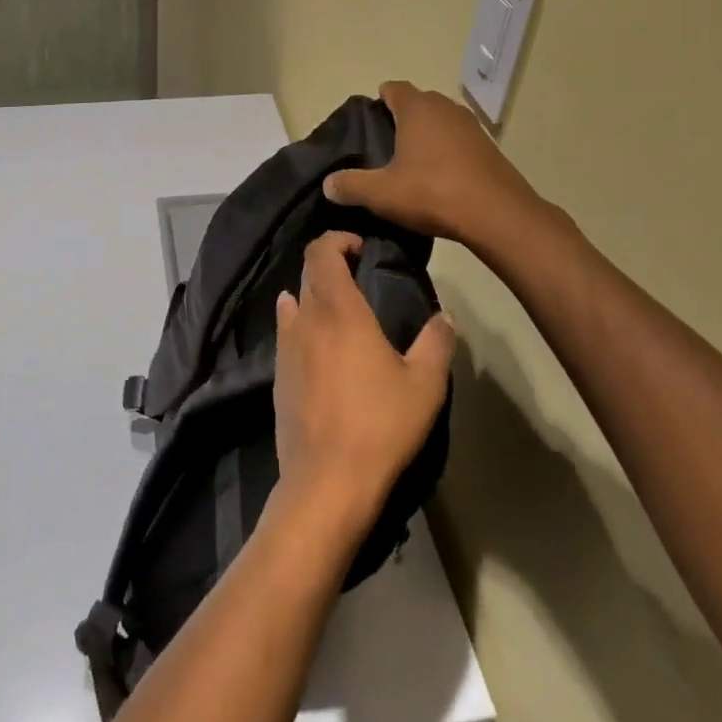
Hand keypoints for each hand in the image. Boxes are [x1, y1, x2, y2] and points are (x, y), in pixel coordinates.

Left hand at [272, 233, 455, 534]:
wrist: (327, 481)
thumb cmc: (381, 425)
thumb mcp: (425, 384)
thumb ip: (437, 342)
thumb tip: (445, 316)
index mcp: (339, 310)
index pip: (322, 252)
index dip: (338, 240)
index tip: (361, 249)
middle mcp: (305, 319)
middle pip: (308, 272)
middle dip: (330, 264)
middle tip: (359, 276)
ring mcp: (285, 347)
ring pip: (293, 301)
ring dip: (314, 295)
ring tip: (341, 311)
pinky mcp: (276, 375)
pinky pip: (286, 333)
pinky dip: (301, 323)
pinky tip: (318, 344)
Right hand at [323, 81, 544, 246]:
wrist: (497, 215)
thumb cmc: (433, 193)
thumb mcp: (382, 193)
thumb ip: (351, 185)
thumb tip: (327, 184)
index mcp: (417, 108)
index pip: (393, 88)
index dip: (379, 101)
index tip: (369, 124)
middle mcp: (445, 107)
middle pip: (417, 103)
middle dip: (401, 118)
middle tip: (384, 146)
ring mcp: (471, 126)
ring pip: (440, 121)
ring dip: (426, 135)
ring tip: (410, 163)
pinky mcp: (488, 146)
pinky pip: (459, 140)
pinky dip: (447, 151)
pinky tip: (440, 176)